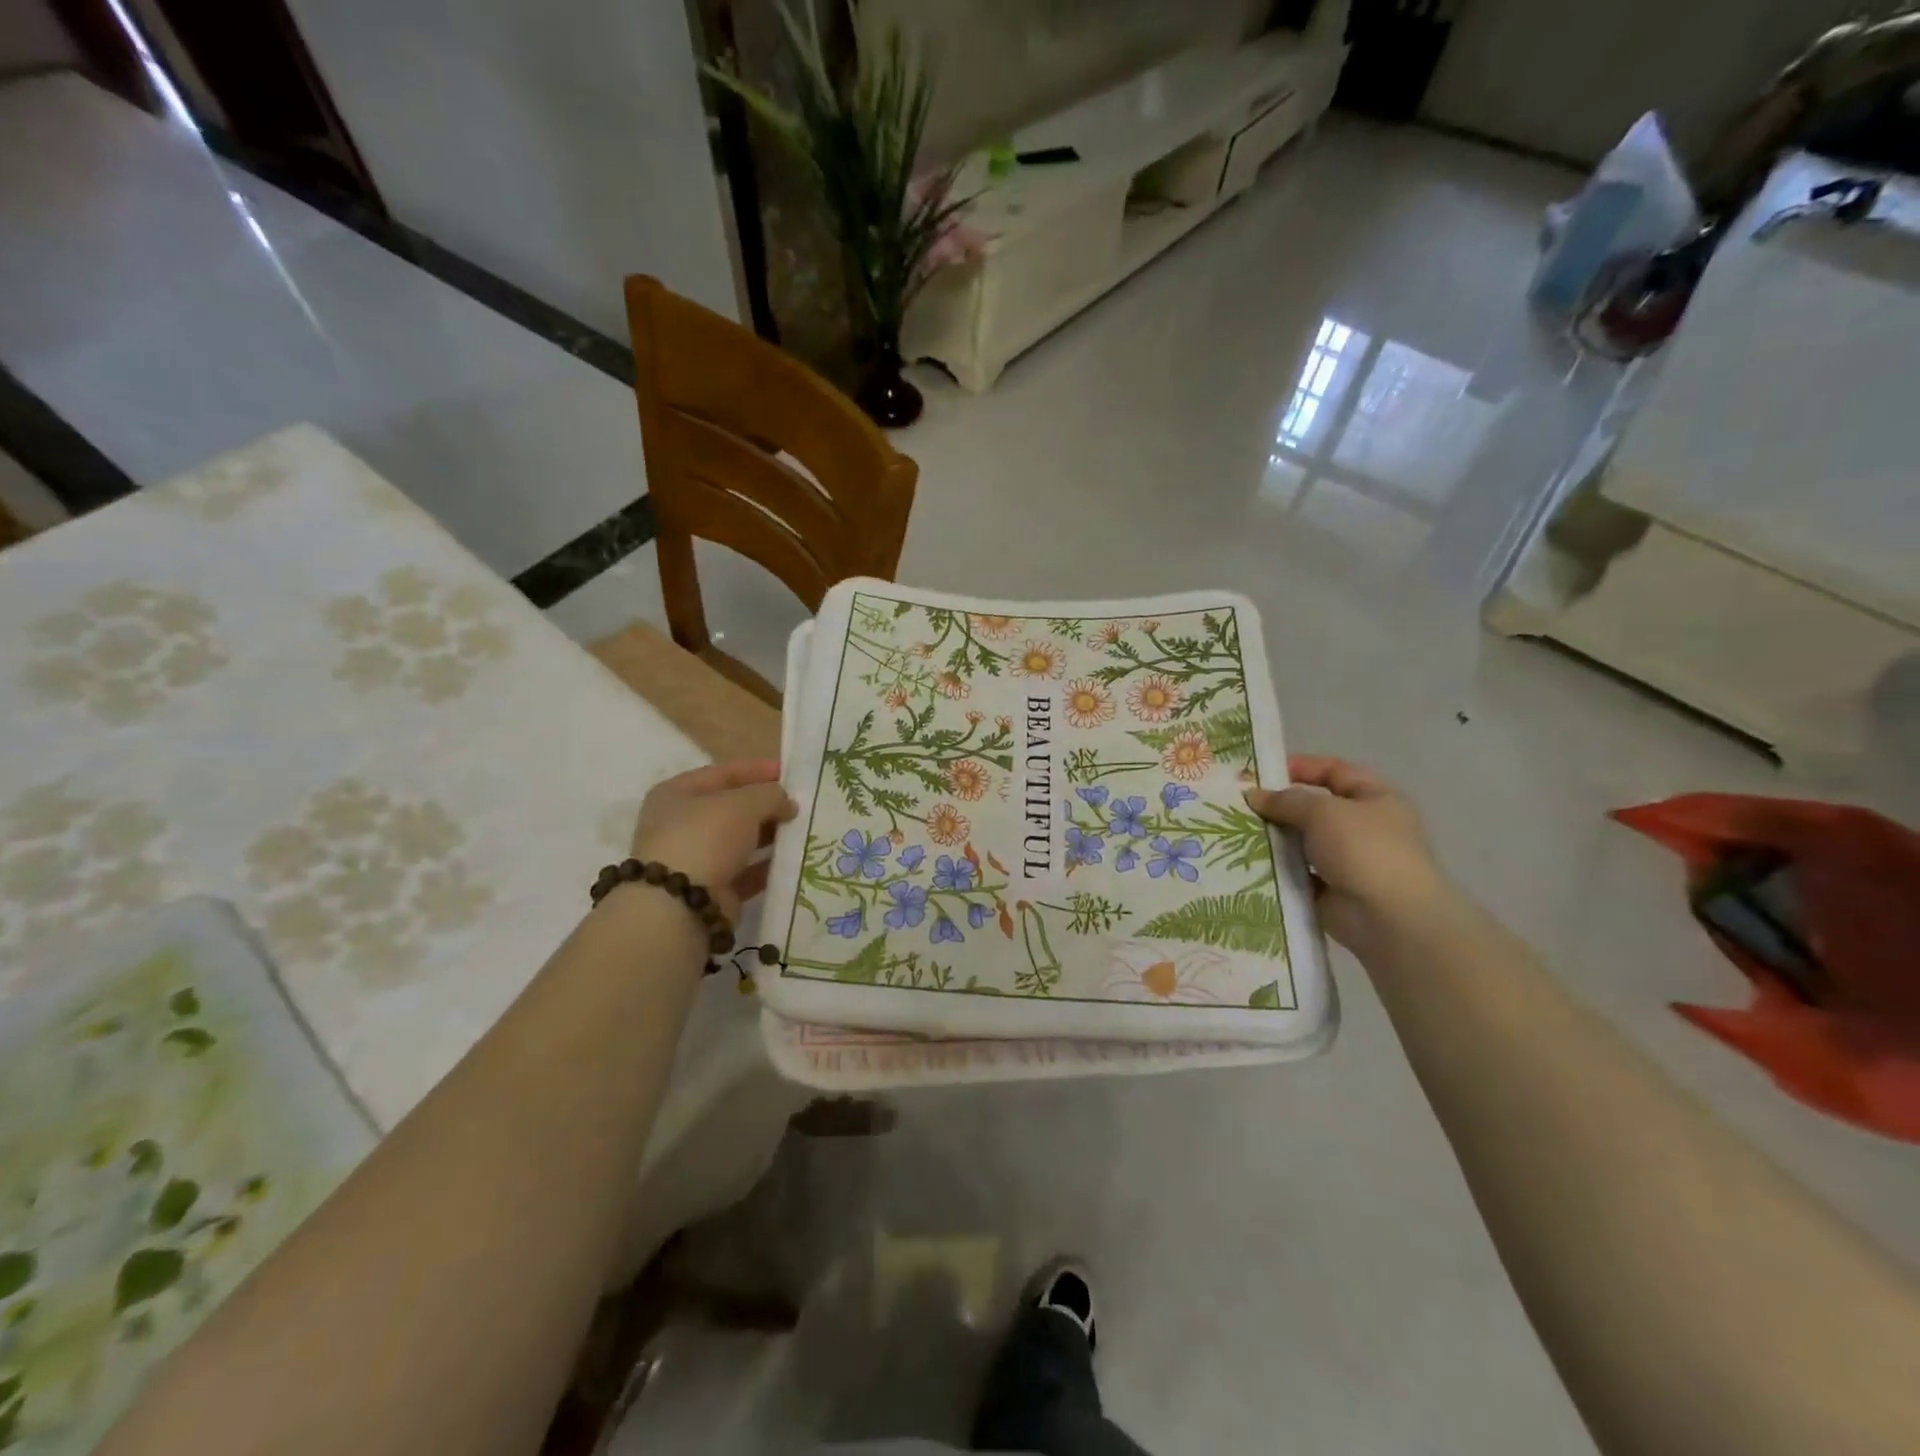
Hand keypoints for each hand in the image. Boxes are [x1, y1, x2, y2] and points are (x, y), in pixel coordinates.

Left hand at [629, 760, 796, 921]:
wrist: (680, 906)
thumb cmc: (705, 838)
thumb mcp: (743, 804)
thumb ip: (770, 795)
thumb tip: (787, 803)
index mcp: (677, 794)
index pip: (723, 773)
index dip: (757, 770)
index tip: (789, 772)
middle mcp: (682, 824)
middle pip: (733, 808)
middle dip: (767, 806)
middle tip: (802, 805)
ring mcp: (696, 859)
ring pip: (742, 841)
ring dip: (771, 836)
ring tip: (804, 831)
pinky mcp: (712, 890)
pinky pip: (747, 872)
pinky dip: (768, 867)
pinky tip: (795, 861)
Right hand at [1245, 755, 1451, 952]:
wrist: (1389, 918)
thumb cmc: (1364, 849)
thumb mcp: (1322, 811)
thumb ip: (1286, 800)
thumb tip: (1254, 796)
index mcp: (1376, 799)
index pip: (1335, 772)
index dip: (1301, 767)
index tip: (1262, 772)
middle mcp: (1365, 827)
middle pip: (1314, 808)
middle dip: (1279, 807)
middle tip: (1238, 805)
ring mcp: (1349, 862)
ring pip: (1302, 843)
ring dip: (1274, 840)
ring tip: (1234, 833)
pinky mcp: (1331, 892)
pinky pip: (1297, 874)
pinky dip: (1276, 871)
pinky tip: (1247, 864)